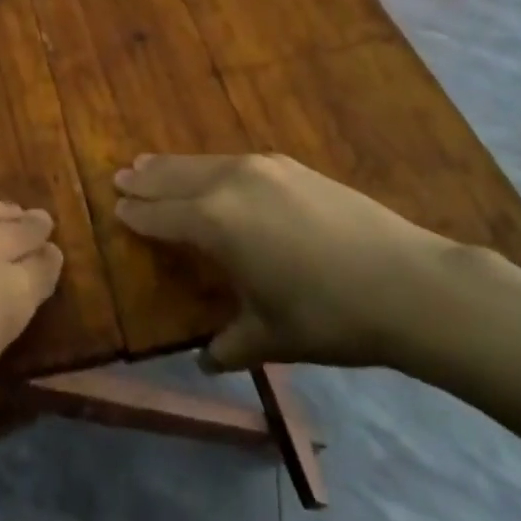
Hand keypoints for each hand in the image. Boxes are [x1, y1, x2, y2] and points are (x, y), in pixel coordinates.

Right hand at [116, 154, 497, 372]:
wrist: (405, 282)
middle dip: (147, 178)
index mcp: (214, 222)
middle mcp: (230, 183)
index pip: (161, 215)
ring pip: (205, 162)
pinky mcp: (291, 166)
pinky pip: (235, 161)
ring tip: (152, 164)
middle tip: (122, 175)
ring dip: (175, 166)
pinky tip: (214, 171)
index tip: (115, 207)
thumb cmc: (326, 316)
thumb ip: (229, 345)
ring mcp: (264, 168)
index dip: (136, 213)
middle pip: (175, 176)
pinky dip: (212, 165)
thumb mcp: (269, 337)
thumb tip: (206, 360)